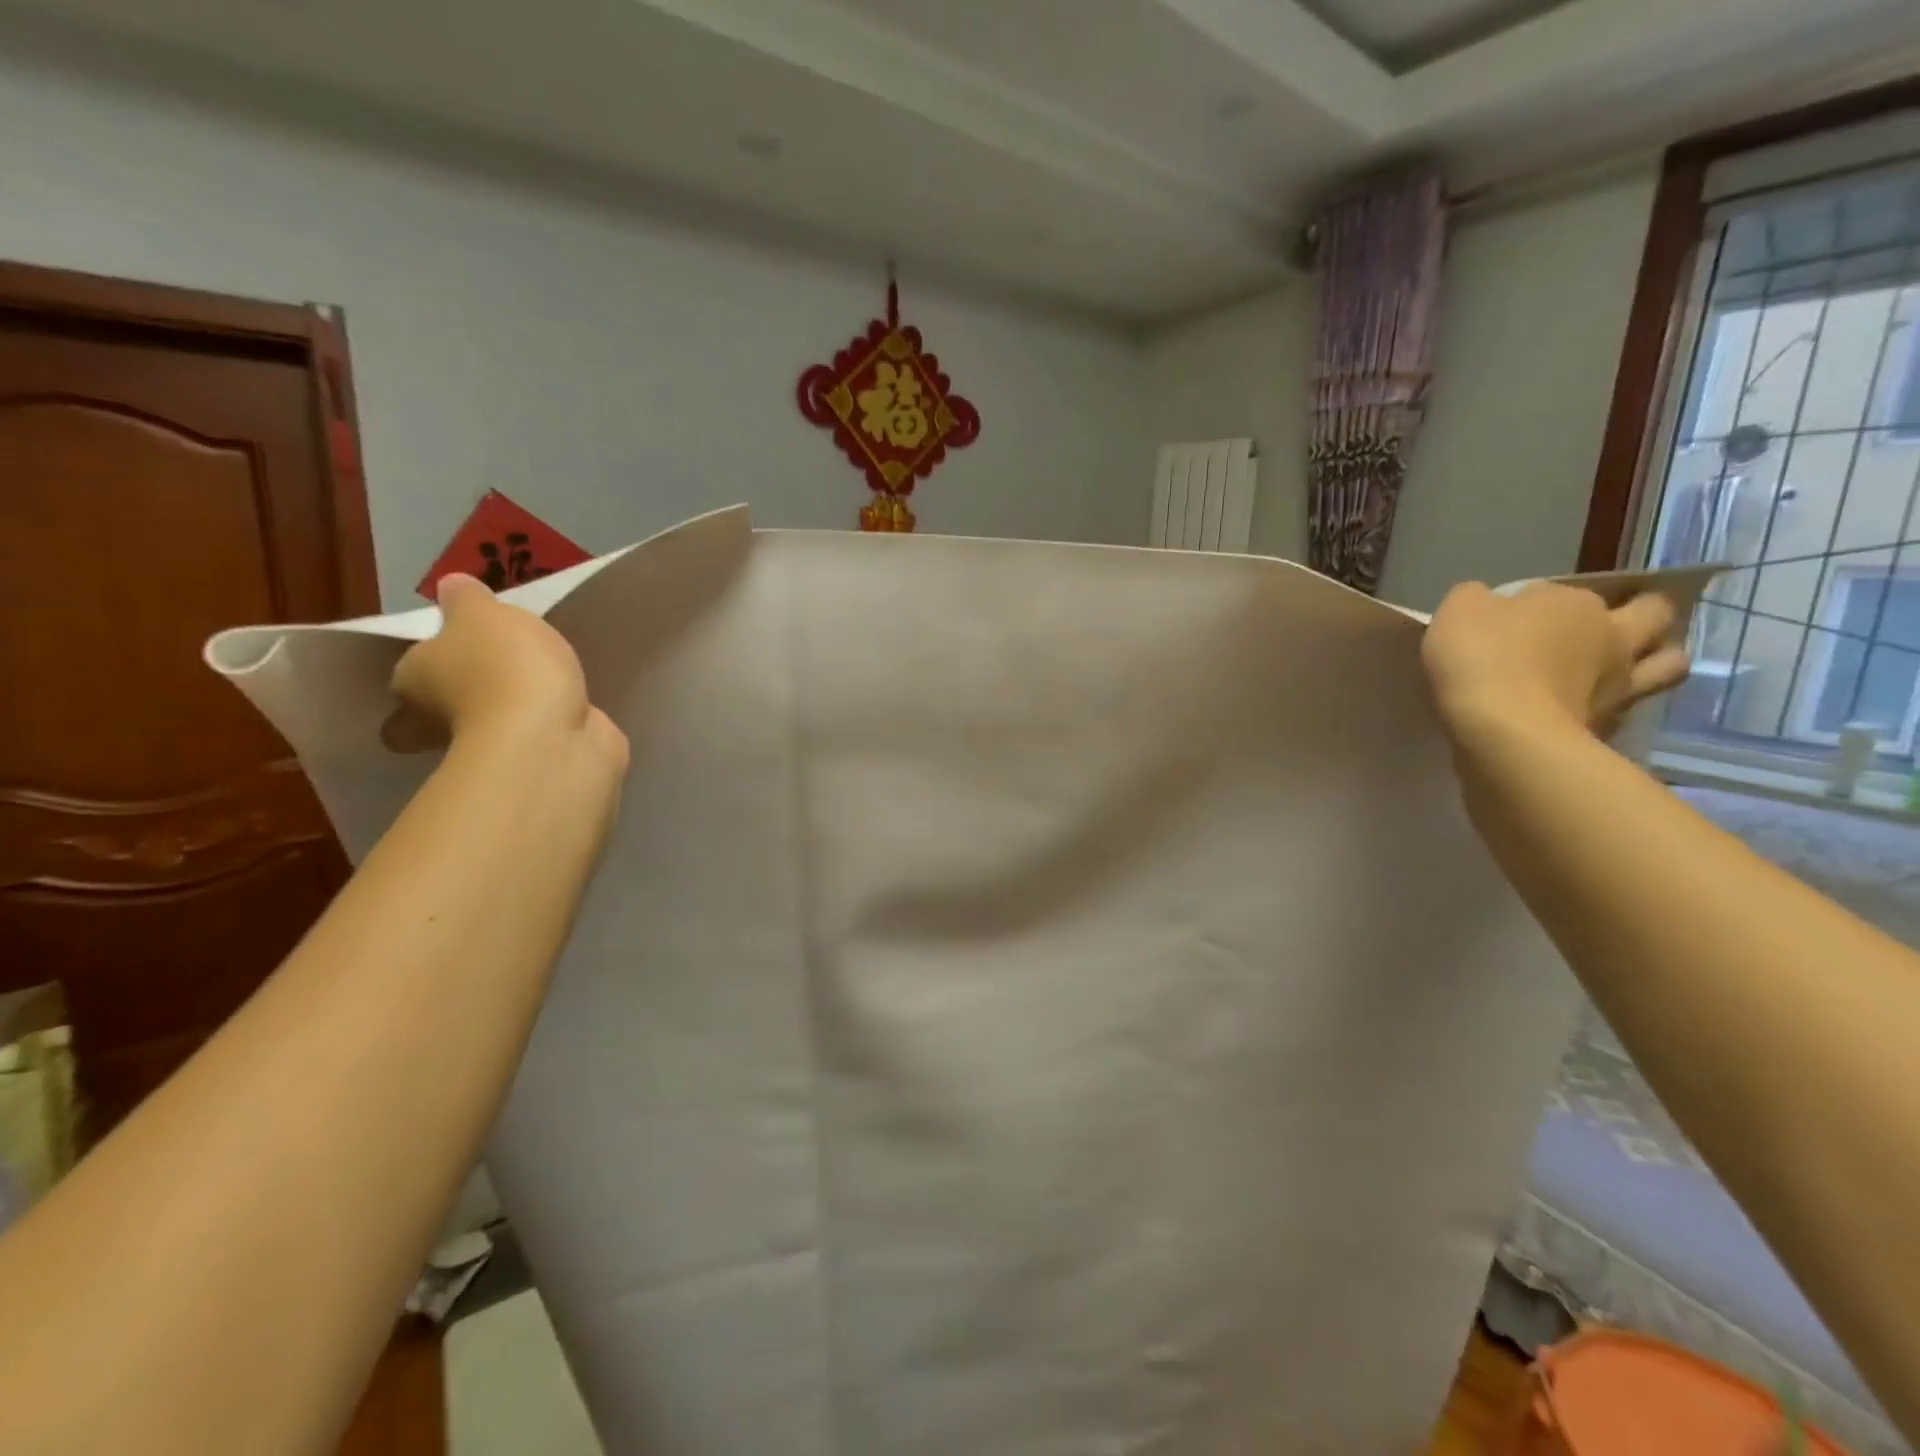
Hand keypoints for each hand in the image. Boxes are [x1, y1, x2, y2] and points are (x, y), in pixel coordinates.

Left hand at [383, 574, 628, 776]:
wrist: (550, 736)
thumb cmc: (502, 668)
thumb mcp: (482, 614)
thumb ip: (468, 599)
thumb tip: (451, 587)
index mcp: (412, 682)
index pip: (404, 681)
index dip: (420, 676)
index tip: (445, 664)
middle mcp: (438, 724)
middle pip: (433, 721)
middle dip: (454, 708)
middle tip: (488, 683)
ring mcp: (490, 751)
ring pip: (490, 731)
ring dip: (509, 715)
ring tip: (543, 685)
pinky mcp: (534, 764)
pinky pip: (538, 741)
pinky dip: (549, 728)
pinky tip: (570, 708)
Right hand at [1422, 581, 1690, 741]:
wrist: (1501, 732)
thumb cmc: (1481, 659)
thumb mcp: (1458, 611)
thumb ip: (1476, 599)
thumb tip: (1488, 604)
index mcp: (1575, 604)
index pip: (1561, 591)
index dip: (1539, 600)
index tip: (1511, 618)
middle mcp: (1612, 637)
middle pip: (1655, 613)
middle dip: (1644, 612)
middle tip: (1613, 623)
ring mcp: (1620, 685)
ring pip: (1668, 665)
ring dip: (1654, 660)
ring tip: (1622, 668)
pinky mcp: (1610, 728)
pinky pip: (1628, 710)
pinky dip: (1615, 707)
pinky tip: (1589, 712)